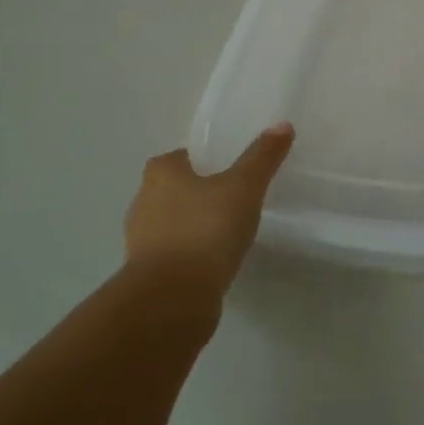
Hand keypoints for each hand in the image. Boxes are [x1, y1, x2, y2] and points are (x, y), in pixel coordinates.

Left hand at [123, 124, 293, 294]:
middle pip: (174, 189)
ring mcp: (141, 242)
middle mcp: (143, 202)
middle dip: (198, 193)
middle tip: (233, 198)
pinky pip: (174, 255)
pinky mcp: (147, 275)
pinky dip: (191, 255)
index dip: (205, 161)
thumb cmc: (205, 229)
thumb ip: (262, 156)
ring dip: (194, 226)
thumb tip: (282, 125)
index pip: (182, 157)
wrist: (173, 299)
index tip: (230, 170)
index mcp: (160, 173)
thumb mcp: (244, 186)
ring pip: (172, 224)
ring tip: (228, 232)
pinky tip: (215, 261)